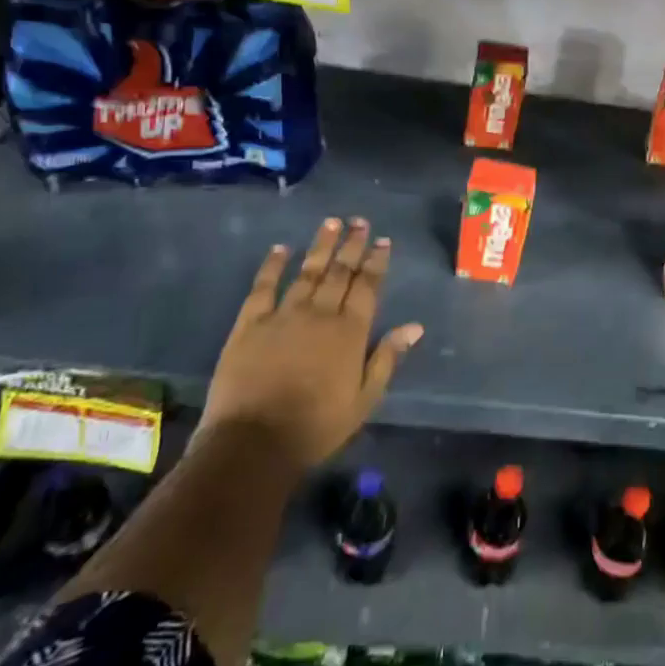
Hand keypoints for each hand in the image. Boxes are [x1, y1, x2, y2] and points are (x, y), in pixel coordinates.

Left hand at [201, 217, 423, 465]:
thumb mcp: (364, 400)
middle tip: (360, 221)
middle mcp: (320, 314)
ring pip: (307, 272)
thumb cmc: (316, 426)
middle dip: (352, 244)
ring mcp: (283, 316)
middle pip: (340, 272)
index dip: (376, 261)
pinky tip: (280, 249)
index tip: (382, 240)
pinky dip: (272, 266)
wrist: (253, 444)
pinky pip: (263, 287)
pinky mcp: (249, 324)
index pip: (367, 286)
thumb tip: (414, 326)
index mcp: (350, 332)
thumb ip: (387, 358)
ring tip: (331, 222)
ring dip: (321, 246)